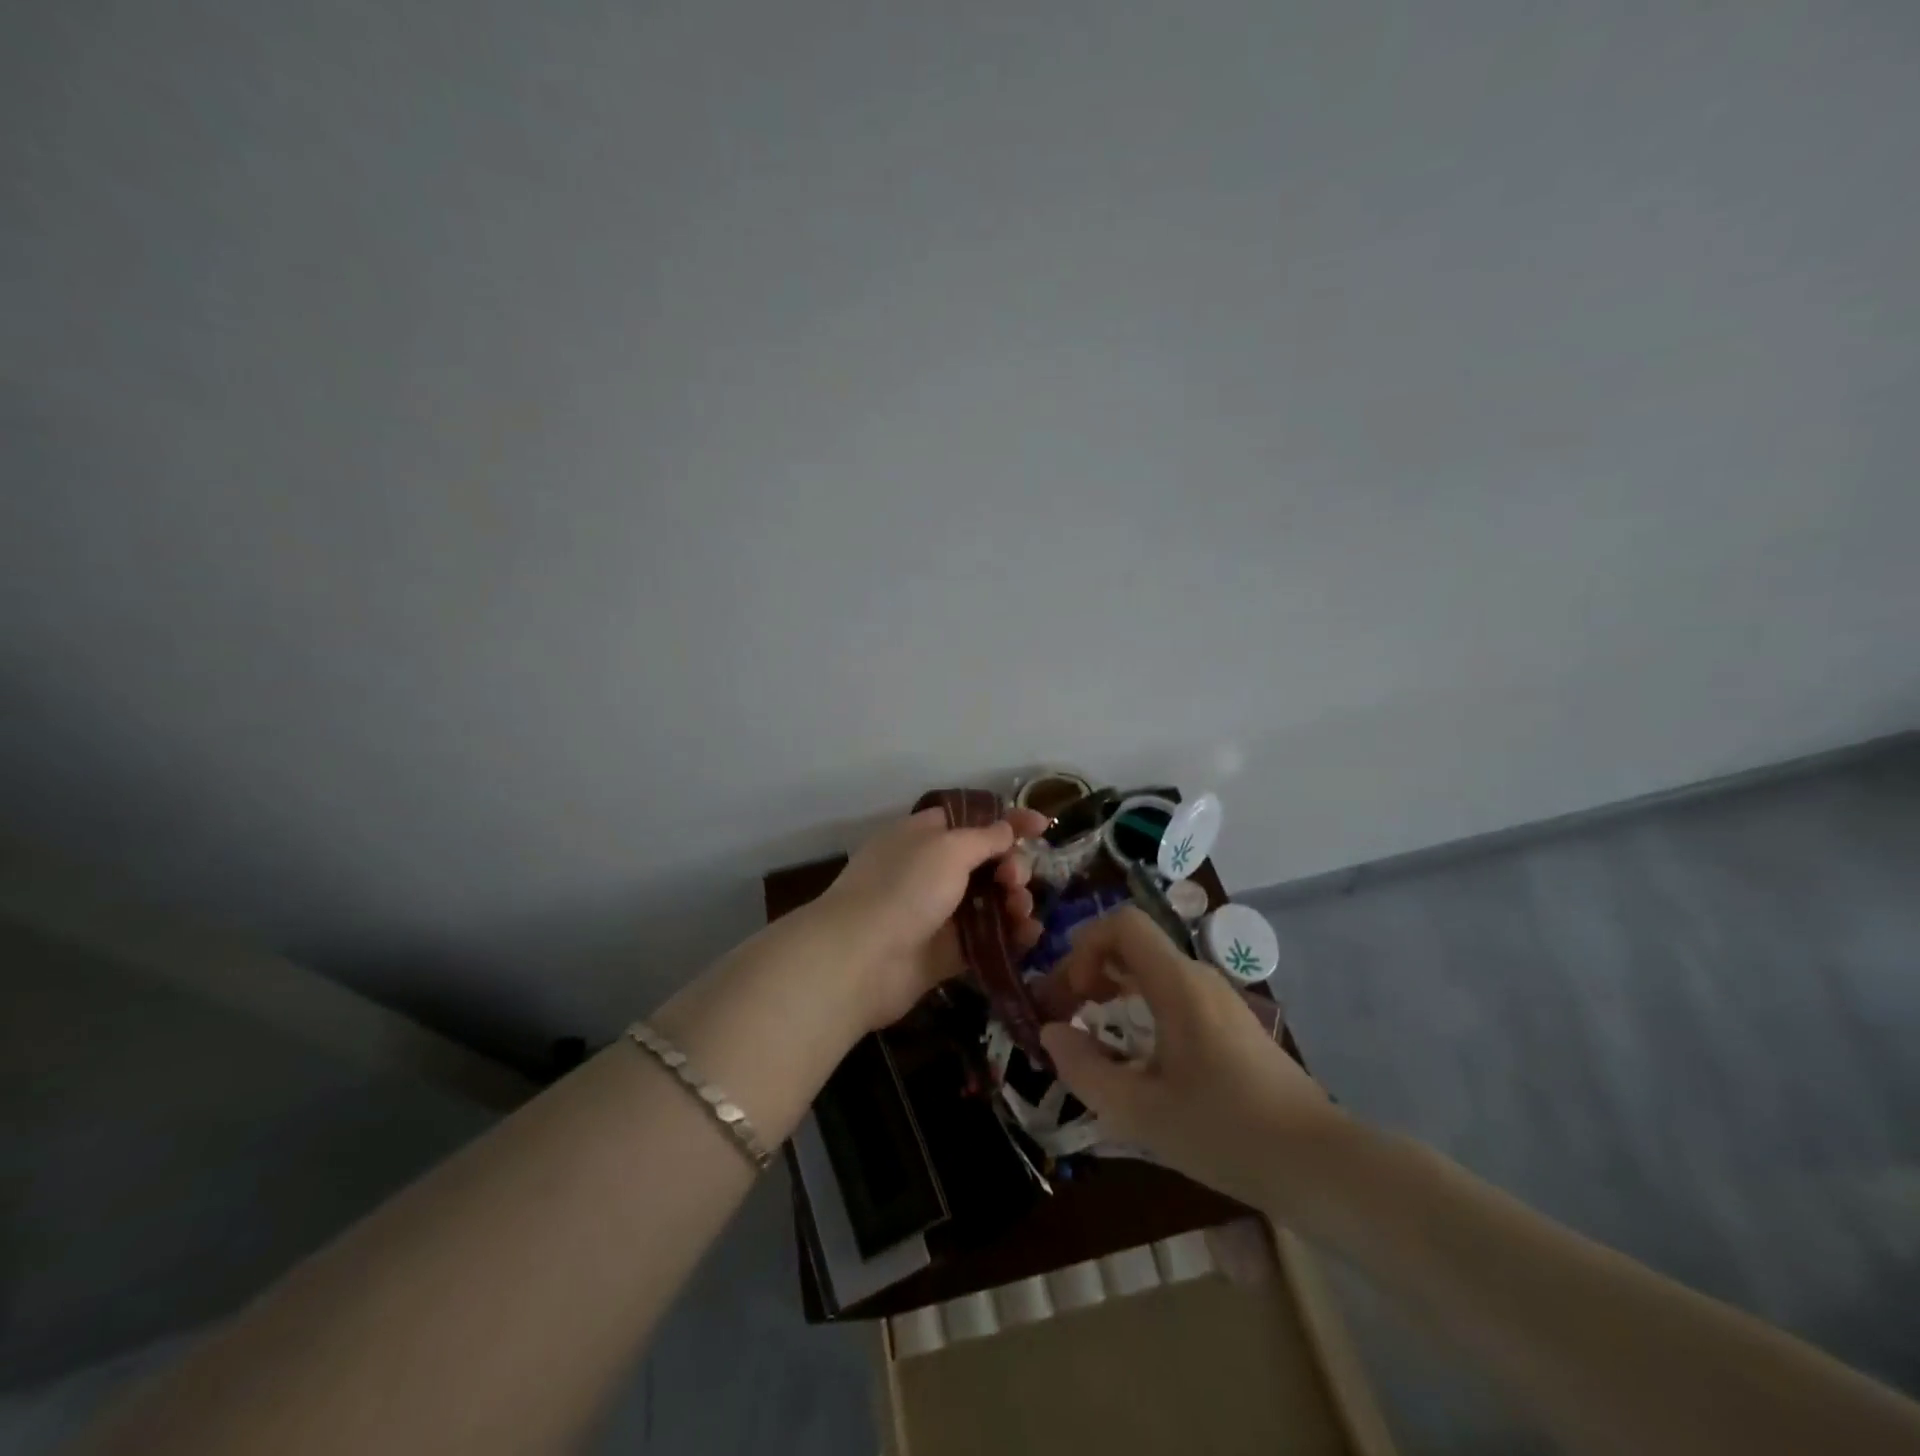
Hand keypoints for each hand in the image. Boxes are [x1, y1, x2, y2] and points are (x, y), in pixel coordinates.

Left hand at [818, 805, 1048, 1029]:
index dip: (1008, 821)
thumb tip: (1006, 829)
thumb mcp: (948, 848)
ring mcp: (938, 912)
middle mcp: (931, 870)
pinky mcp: (945, 952)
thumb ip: (985, 838)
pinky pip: (986, 938)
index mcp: (924, 835)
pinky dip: (1010, 935)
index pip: (973, 819)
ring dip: (1015, 901)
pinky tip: (1029, 935)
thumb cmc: (905, 888)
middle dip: (1012, 866)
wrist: (861, 959)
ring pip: (990, 901)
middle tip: (1014, 880)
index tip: (1042, 826)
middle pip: (987, 861)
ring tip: (1021, 910)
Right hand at [1034, 907, 1339, 1210]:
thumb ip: (1085, 1070)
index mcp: (1178, 984)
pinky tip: (1132, 1053)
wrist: (1320, 1165)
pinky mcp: (1229, 1024)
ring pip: (1150, 969)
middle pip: (1132, 944)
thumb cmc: (1226, 1133)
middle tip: (1063, 1014)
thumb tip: (1050, 1034)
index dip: (1084, 946)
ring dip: (1111, 989)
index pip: (1123, 924)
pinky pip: (1171, 993)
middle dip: (1088, 969)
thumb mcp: (1140, 1112)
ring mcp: (1218, 1000)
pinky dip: (1137, 1006)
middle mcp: (1198, 978)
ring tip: (1089, 1032)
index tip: (1070, 996)